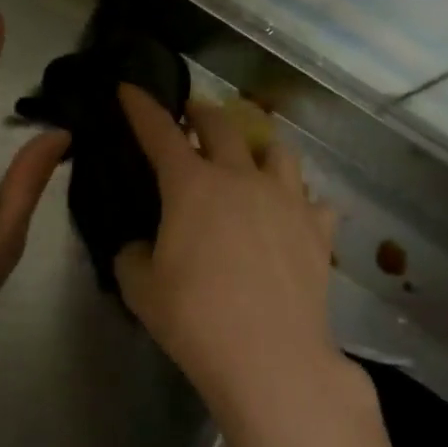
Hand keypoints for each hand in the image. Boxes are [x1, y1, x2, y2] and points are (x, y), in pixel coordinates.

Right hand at [113, 86, 342, 422]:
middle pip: (222, 126)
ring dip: (258, 148)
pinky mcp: (318, 230)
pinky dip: (298, 200)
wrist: (270, 358)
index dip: (141, 107)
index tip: (129, 88)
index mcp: (192, 185)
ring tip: (251, 161)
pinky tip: (291, 215)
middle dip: (201, 112)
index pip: (160, 132)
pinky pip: (312, 200)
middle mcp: (241, 178)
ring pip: (278, 151)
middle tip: (192, 114)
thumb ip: (133, 255)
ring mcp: (286, 200)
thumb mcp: (140, 288)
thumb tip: (143, 245)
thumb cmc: (195, 318)